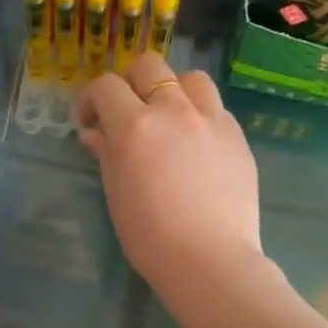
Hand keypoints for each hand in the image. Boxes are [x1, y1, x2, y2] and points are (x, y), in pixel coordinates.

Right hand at [76, 53, 262, 299]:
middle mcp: (174, 111)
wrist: (210, 261)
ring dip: (173, 91)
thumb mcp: (117, 196)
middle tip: (127, 113)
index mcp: (135, 127)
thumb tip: (95, 133)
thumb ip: (106, 155)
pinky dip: (200, 115)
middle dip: (131, 83)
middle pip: (150, 66)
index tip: (90, 122)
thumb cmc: (151, 238)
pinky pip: (216, 108)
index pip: (106, 87)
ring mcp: (212, 120)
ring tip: (169, 120)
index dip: (91, 99)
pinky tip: (197, 144)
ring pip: (191, 79)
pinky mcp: (238, 136)